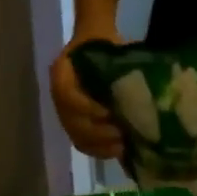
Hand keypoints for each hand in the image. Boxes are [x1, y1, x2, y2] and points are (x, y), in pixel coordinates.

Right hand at [50, 29, 126, 159]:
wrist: (98, 45)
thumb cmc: (106, 44)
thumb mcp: (111, 44)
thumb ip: (118, 62)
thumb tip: (138, 89)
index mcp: (62, 72)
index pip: (66, 96)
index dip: (86, 108)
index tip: (108, 113)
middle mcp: (59, 96)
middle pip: (72, 122)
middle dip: (97, 133)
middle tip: (120, 134)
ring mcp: (66, 114)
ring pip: (78, 137)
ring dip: (100, 145)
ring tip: (122, 145)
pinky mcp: (77, 127)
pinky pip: (84, 145)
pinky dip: (101, 151)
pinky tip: (119, 150)